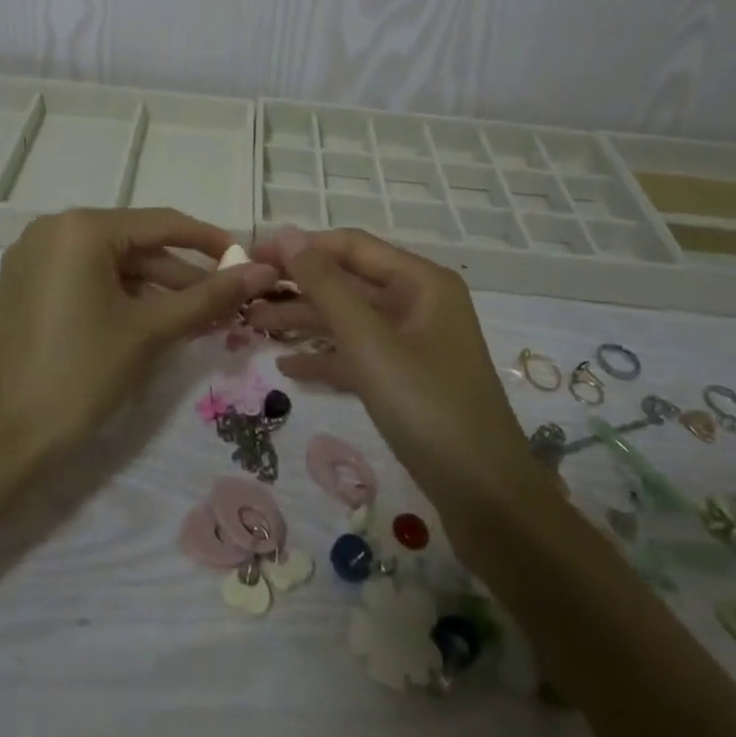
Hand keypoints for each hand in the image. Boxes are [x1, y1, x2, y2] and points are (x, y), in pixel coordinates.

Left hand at [0, 208, 277, 465]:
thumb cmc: (78, 376)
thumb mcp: (150, 332)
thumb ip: (208, 297)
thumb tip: (263, 272)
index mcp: (81, 228)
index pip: (161, 224)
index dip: (210, 241)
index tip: (247, 261)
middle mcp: (53, 230)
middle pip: (136, 244)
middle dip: (183, 273)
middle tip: (226, 300)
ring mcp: (33, 258)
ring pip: (111, 264)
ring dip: (155, 289)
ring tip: (198, 319)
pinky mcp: (25, 286)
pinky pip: (86, 279)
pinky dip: (121, 297)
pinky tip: (153, 322)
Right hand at [250, 226, 551, 532]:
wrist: (489, 502)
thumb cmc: (429, 408)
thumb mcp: (369, 343)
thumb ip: (325, 286)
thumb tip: (286, 234)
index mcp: (421, 281)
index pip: (350, 246)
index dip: (301, 247)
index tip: (253, 256)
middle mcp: (420, 303)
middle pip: (349, 282)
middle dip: (299, 287)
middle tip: (246, 294)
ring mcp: (415, 344)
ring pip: (351, 320)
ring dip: (305, 322)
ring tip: (254, 327)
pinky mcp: (409, 381)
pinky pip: (360, 355)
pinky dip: (326, 358)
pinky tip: (288, 368)